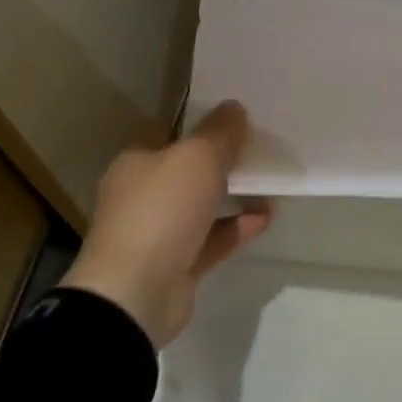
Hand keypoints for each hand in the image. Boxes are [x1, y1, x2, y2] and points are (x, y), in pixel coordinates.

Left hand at [58, 101, 271, 347]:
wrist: (136, 294)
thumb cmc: (161, 211)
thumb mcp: (197, 157)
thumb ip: (219, 132)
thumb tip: (234, 107)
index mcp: (135, 164)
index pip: (167, 134)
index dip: (197, 124)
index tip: (232, 118)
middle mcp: (141, 196)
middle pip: (185, 171)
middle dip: (218, 162)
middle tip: (255, 149)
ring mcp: (157, 234)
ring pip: (200, 207)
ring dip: (231, 196)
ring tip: (267, 183)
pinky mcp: (176, 266)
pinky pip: (211, 240)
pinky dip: (236, 228)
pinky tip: (264, 218)